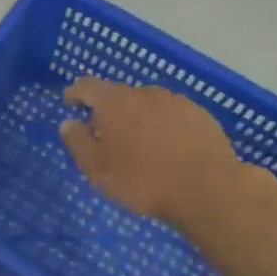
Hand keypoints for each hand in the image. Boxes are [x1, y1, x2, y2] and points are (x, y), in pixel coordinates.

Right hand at [59, 77, 243, 227]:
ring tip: (139, 145)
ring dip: (137, 118)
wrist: (207, 190)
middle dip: (108, 111)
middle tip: (105, 136)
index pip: (87, 85)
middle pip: (118, 95)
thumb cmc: (143, 181)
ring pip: (147, 105)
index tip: (70, 104)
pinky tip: (168, 149)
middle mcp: (144, 93)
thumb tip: (68, 122)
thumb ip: (78, 142)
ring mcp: (176, 101)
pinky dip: (163, 126)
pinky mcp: (200, 115)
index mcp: (115, 102)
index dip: (75, 93)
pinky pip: (172, 115)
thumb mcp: (97, 169)